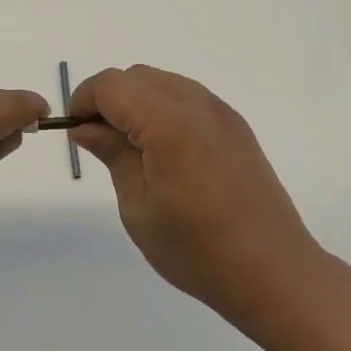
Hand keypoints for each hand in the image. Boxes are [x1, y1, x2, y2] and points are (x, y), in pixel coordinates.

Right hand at [70, 65, 322, 324]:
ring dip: (137, 102)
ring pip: (162, 83)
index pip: (111, 85)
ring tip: (132, 149)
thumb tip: (86, 127)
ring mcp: (221, 112)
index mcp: (168, 123)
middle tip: (100, 142)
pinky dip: (163, 109)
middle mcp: (196, 104)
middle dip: (109, 99)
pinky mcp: (235, 126)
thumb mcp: (139, 208)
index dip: (84, 100)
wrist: (275, 272)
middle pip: (136, 77)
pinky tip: (165, 152)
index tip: (75, 132)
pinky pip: (187, 98)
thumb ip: (112, 154)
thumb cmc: (198, 250)